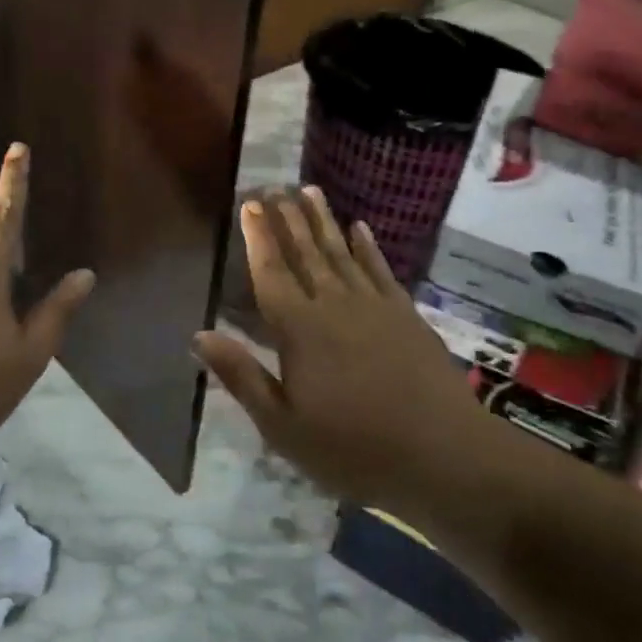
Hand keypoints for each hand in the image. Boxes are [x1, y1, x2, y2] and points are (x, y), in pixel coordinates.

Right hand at [195, 188, 483, 511]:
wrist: (442, 454)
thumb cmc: (352, 448)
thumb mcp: (282, 426)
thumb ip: (241, 376)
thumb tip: (199, 335)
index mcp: (299, 329)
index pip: (271, 272)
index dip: (258, 237)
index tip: (251, 205)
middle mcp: (334, 304)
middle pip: (305, 252)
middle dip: (288, 218)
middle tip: (276, 187)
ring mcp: (373, 305)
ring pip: (341, 252)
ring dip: (323, 221)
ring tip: (310, 191)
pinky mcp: (405, 313)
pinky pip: (380, 269)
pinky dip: (368, 247)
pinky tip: (361, 228)